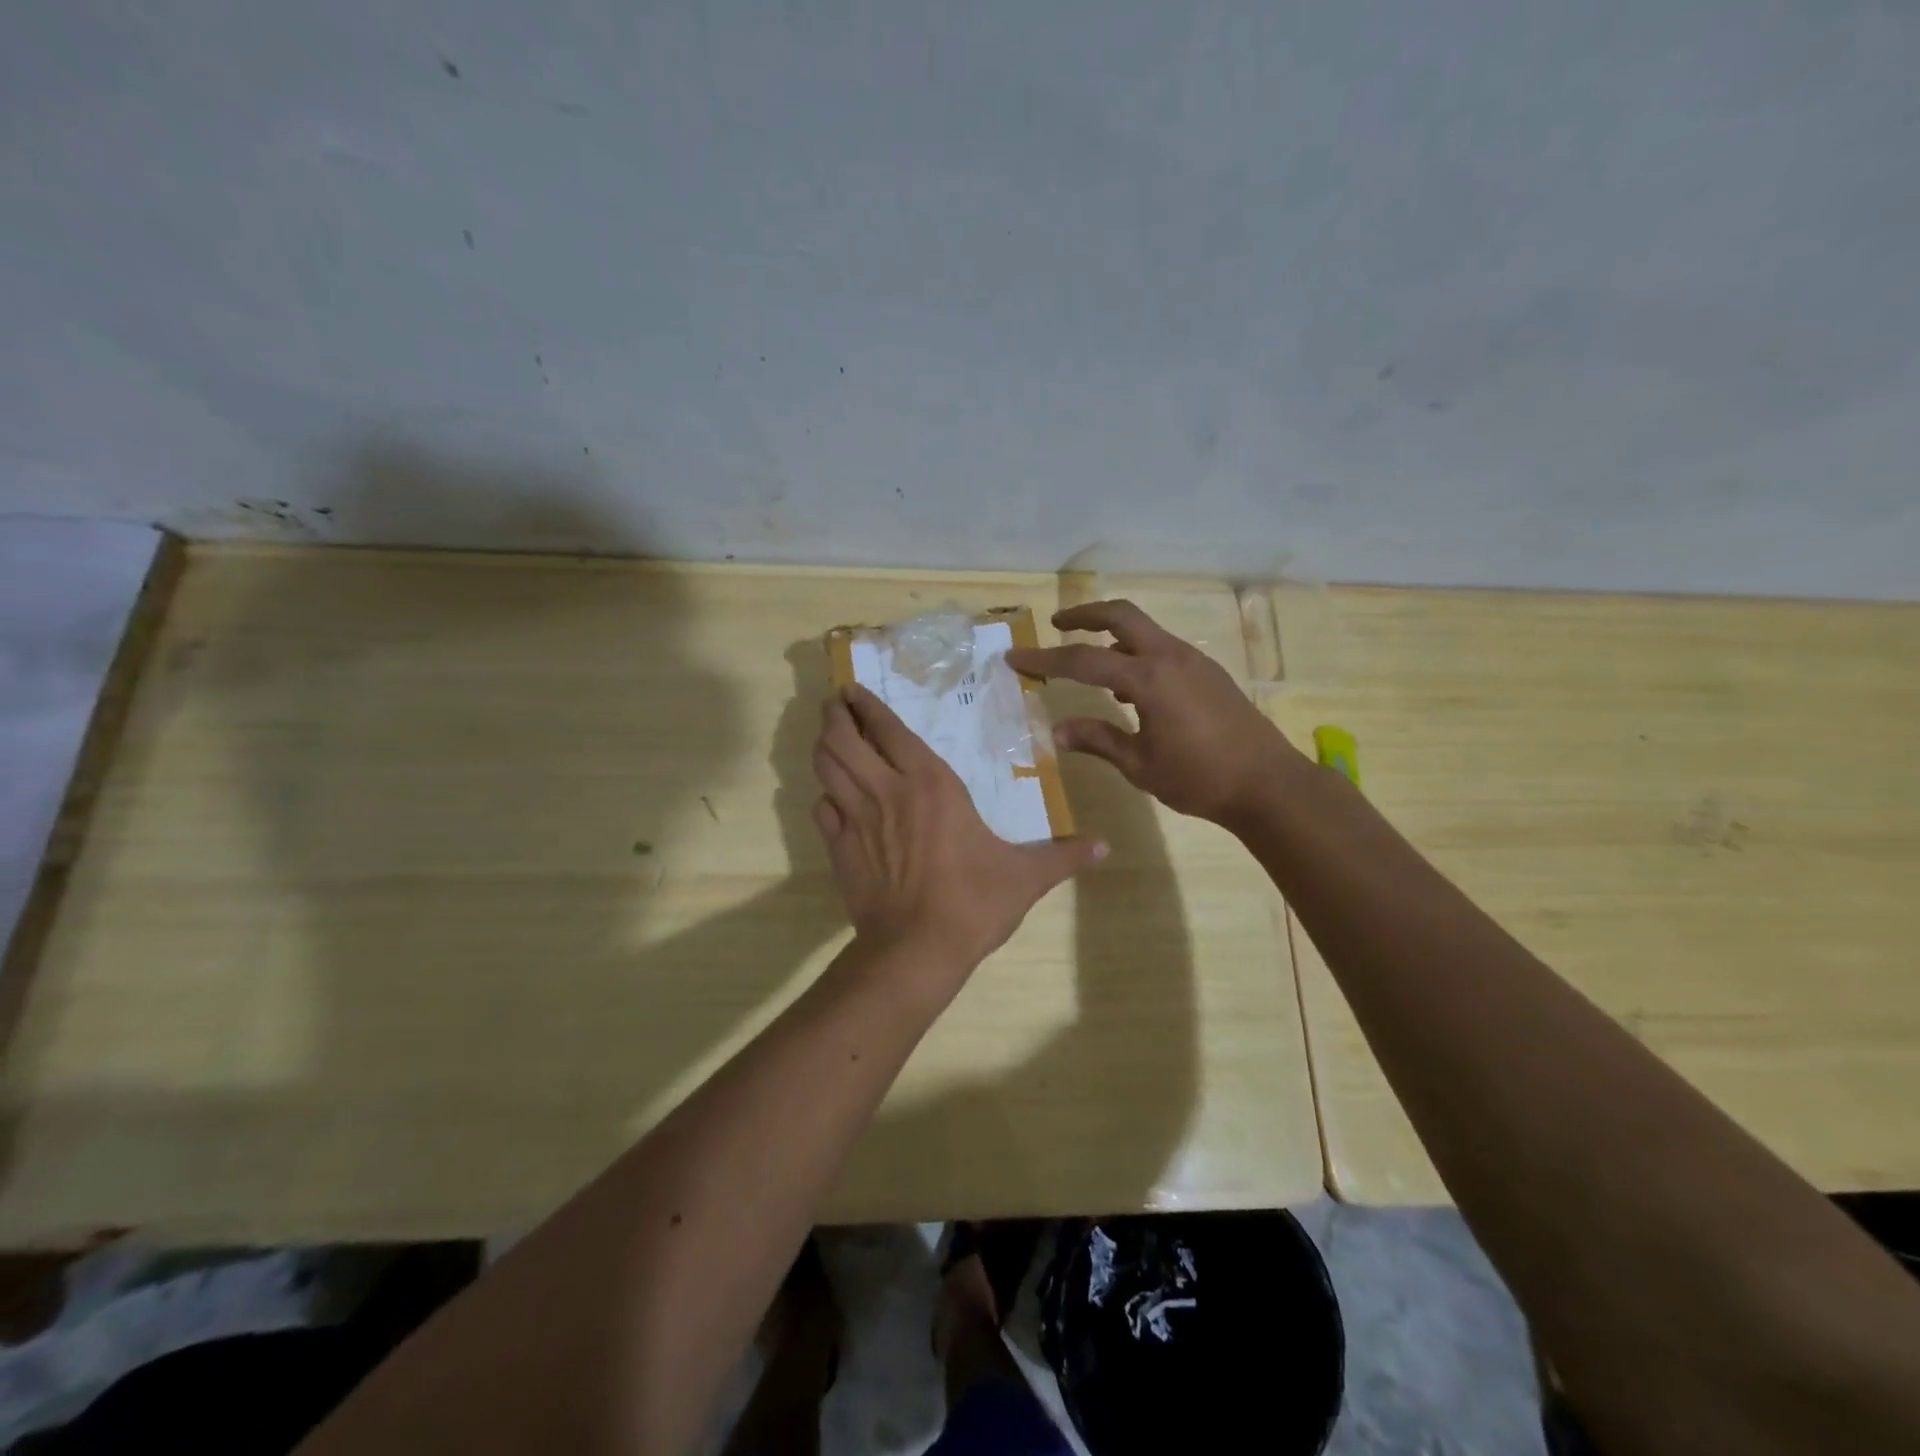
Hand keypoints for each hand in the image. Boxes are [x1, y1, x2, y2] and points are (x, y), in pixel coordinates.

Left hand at [811, 684, 1106, 970]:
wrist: (916, 949)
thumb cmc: (973, 901)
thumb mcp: (1025, 876)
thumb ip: (1063, 856)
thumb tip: (1105, 848)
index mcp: (930, 782)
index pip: (888, 728)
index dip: (867, 704)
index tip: (854, 690)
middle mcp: (886, 789)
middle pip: (843, 737)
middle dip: (834, 715)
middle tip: (833, 704)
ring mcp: (855, 817)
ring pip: (825, 766)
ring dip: (823, 745)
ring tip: (827, 735)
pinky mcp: (837, 848)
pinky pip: (821, 809)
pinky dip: (823, 796)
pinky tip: (831, 797)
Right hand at [1006, 599, 1300, 826]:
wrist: (1269, 784)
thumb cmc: (1200, 778)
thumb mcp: (1140, 765)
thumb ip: (1097, 740)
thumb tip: (1056, 731)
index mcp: (1148, 678)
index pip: (1084, 660)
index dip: (1045, 658)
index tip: (1016, 657)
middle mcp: (1170, 657)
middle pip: (1121, 615)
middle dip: (1084, 614)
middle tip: (1058, 625)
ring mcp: (1194, 661)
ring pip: (1144, 629)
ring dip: (1112, 633)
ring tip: (1089, 659)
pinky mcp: (1208, 672)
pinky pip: (1162, 649)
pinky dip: (1136, 653)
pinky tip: (1129, 689)